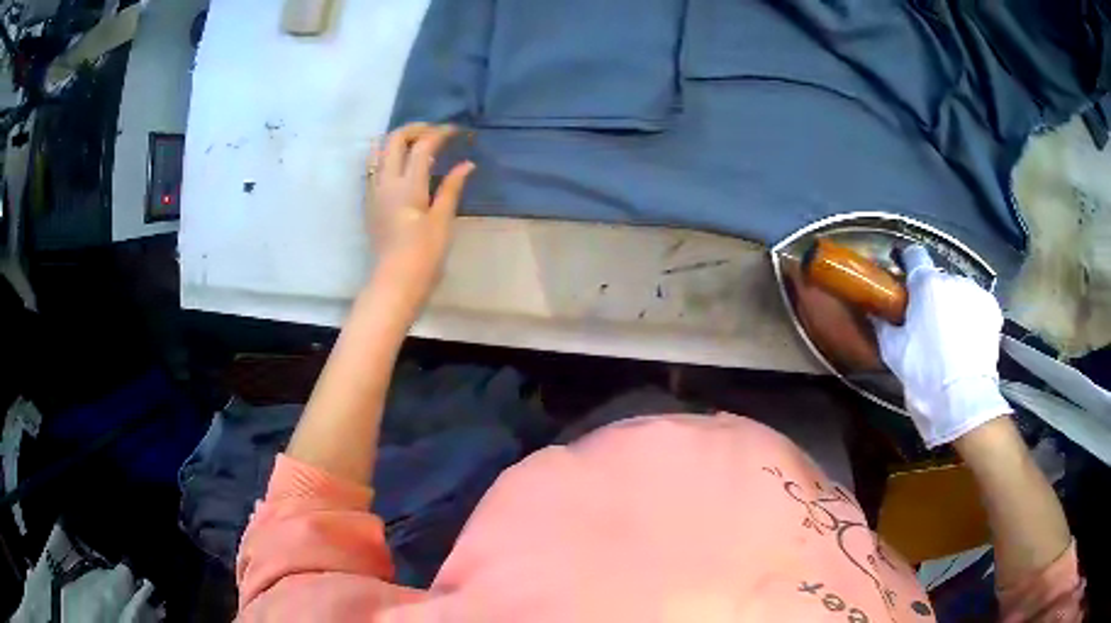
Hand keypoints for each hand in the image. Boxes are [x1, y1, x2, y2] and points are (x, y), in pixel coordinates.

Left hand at [366, 123, 474, 307]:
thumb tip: (467, 164)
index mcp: (408, 185)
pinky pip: (373, 167)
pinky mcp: (369, 202)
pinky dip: (387, 156)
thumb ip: (452, 188)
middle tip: (436, 133)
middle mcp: (386, 181)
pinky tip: (401, 165)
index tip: (457, 131)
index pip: (422, 145)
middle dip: (416, 129)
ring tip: (416, 144)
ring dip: (397, 140)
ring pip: (378, 150)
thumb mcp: (443, 220)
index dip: (440, 133)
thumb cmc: (424, 254)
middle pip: (395, 139)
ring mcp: (374, 191)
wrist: (395, 281)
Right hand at [874, 245, 1010, 447]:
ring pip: (960, 292)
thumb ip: (883, 325)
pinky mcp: (993, 309)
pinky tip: (969, 339)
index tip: (904, 276)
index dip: (907, 263)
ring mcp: (976, 292)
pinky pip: (977, 304)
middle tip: (928, 324)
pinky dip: (972, 315)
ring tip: (952, 336)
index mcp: (926, 283)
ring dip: (954, 305)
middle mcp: (953, 278)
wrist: (963, 402)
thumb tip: (874, 311)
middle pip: (939, 279)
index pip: (914, 254)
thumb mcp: (894, 353)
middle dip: (933, 296)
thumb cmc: (924, 375)